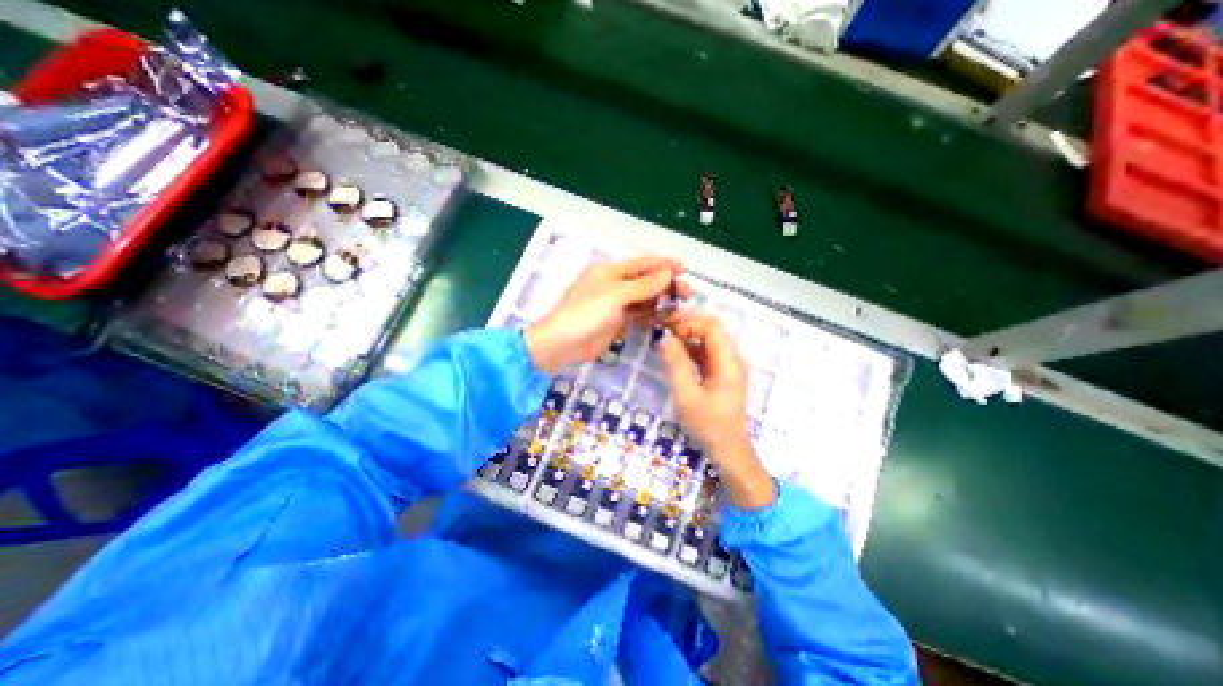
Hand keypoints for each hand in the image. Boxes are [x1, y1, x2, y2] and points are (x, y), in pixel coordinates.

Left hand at [524, 256, 685, 374]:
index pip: (641, 263)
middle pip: (645, 281)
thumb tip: (667, 273)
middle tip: (687, 293)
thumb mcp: (615, 296)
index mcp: (609, 271)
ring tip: (680, 307)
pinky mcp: (616, 322)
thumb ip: (643, 285)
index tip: (685, 268)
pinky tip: (665, 319)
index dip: (663, 264)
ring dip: (660, 301)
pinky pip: (638, 315)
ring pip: (643, 299)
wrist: (561, 345)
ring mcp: (615, 304)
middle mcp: (613, 285)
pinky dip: (651, 316)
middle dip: (666, 285)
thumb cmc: (585, 314)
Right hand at [659, 310, 771, 508]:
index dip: (689, 320)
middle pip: (711, 330)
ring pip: (706, 341)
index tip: (666, 324)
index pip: (712, 327)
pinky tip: (672, 353)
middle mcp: (730, 359)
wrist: (727, 450)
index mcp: (728, 362)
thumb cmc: (708, 425)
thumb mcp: (687, 396)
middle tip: (661, 329)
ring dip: (686, 336)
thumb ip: (676, 366)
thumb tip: (664, 338)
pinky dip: (688, 349)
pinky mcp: (719, 374)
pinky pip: (704, 354)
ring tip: (663, 339)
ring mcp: (725, 366)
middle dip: (686, 325)